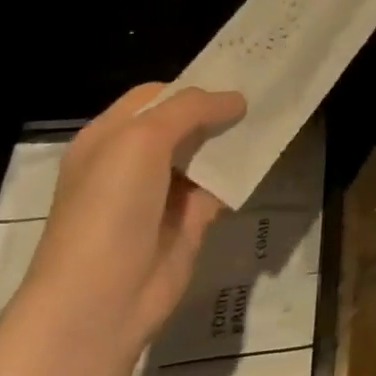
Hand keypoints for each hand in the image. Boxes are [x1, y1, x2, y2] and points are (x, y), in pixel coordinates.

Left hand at [17, 83, 245, 357]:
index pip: (156, 96)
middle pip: (185, 124)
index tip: (239, 76)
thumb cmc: (110, 209)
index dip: (194, 86)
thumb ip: (190, 110)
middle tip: (266, 92)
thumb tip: (236, 99)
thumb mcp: (142, 141)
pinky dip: (241, 174)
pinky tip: (266, 158)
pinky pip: (221, 186)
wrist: (99, 300)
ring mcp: (162, 193)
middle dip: (220, 110)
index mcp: (109, 137)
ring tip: (275, 117)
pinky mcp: (188, 221)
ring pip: (206, 154)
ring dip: (235, 140)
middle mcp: (133, 162)